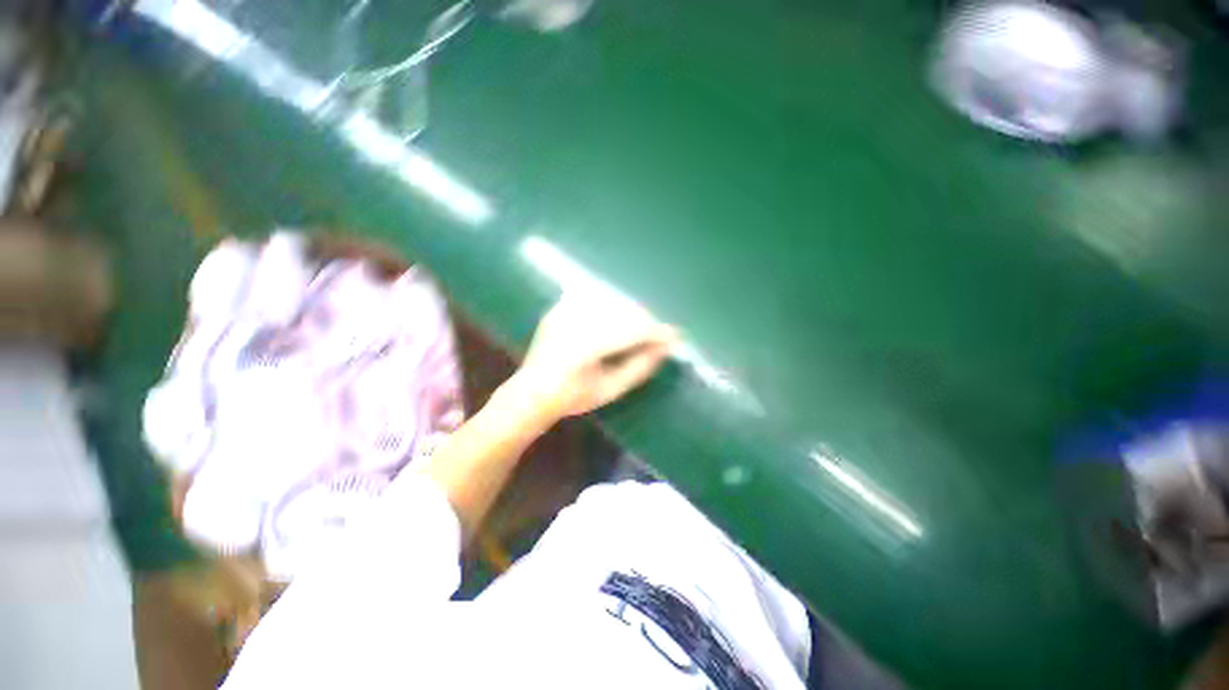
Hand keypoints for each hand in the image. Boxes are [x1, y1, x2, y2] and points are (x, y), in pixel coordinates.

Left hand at [507, 293, 678, 421]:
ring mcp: (564, 310)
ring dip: (631, 312)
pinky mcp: (560, 307)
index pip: (632, 330)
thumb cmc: (571, 398)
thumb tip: (664, 349)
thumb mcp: (609, 390)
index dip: (657, 332)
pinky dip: (610, 304)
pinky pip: (592, 295)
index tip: (676, 337)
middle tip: (660, 336)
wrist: (531, 392)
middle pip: (624, 310)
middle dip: (647, 321)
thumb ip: (639, 368)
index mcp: (586, 346)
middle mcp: (575, 320)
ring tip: (640, 329)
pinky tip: (617, 317)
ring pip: (611, 299)